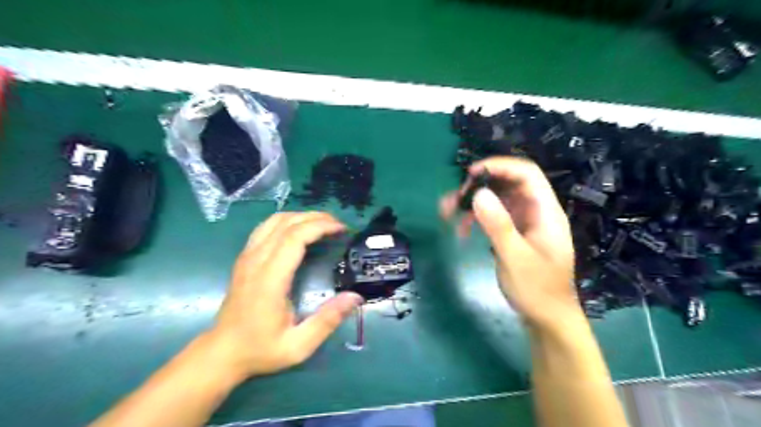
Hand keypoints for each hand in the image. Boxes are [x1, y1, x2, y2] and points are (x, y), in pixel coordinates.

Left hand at [204, 212, 365, 379]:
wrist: (222, 353)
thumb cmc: (260, 349)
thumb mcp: (298, 345)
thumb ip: (327, 320)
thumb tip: (355, 297)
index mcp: (269, 279)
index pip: (294, 238)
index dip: (320, 227)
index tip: (341, 229)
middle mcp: (256, 261)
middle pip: (286, 223)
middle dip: (315, 218)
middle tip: (338, 225)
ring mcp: (247, 257)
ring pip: (274, 221)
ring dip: (301, 216)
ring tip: (322, 224)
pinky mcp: (244, 258)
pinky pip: (265, 228)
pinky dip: (287, 222)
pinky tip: (299, 231)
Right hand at [443, 159, 579, 328]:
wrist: (547, 318)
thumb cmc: (537, 290)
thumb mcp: (515, 258)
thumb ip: (498, 225)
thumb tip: (478, 193)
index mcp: (545, 212)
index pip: (527, 174)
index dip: (500, 166)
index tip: (471, 173)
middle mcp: (535, 211)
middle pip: (507, 185)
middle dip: (478, 187)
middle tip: (453, 199)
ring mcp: (524, 222)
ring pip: (496, 200)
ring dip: (472, 203)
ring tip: (447, 213)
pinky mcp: (514, 233)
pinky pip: (493, 217)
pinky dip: (476, 219)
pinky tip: (462, 231)